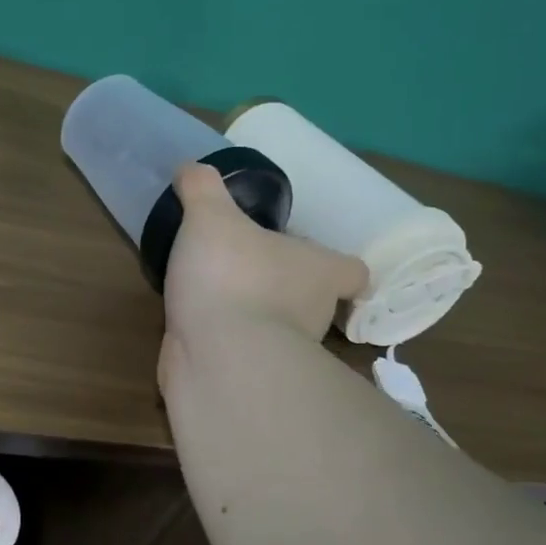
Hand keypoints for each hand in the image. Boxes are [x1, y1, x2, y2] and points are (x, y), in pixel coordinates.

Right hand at [160, 162, 369, 379]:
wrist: (216, 356)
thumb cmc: (232, 275)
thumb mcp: (210, 215)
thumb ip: (202, 188)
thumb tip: (192, 169)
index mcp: (319, 272)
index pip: (353, 272)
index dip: (339, 266)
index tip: (318, 260)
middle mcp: (312, 313)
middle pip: (312, 299)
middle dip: (284, 287)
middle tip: (247, 266)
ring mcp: (282, 351)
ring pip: (275, 328)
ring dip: (251, 313)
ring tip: (212, 292)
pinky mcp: (249, 375)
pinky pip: (240, 351)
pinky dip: (223, 340)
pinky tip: (194, 322)